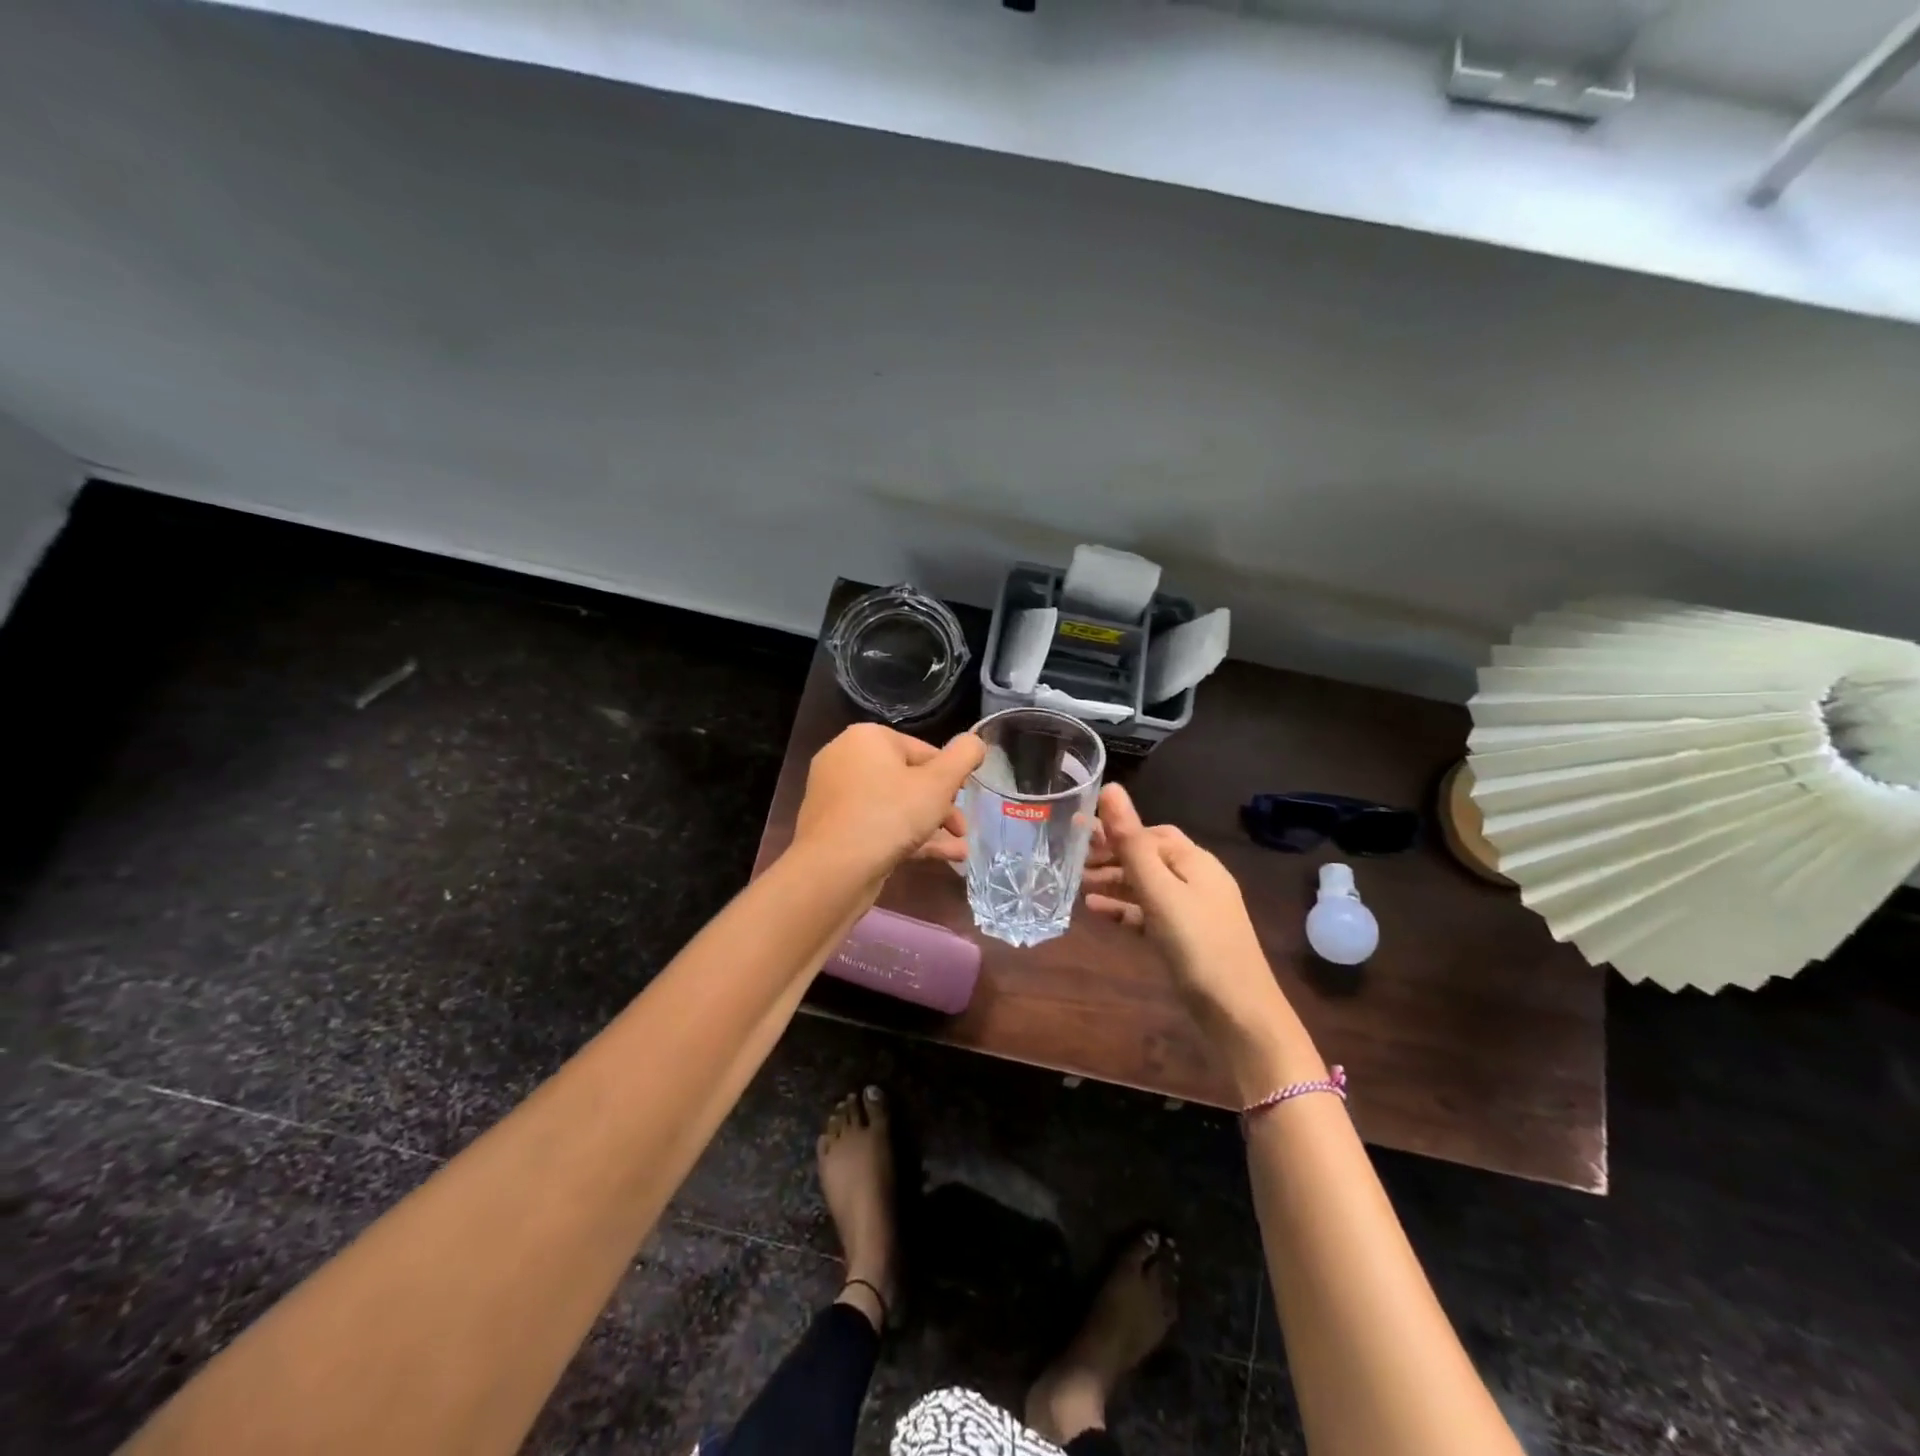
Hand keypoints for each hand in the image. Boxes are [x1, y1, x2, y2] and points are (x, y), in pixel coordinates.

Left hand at [793, 723, 984, 879]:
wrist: (833, 870)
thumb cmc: (889, 815)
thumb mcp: (939, 783)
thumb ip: (963, 757)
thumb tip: (975, 741)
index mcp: (867, 738)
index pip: (922, 750)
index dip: (950, 775)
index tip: (966, 798)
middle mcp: (846, 760)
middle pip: (908, 779)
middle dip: (941, 806)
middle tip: (962, 828)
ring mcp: (836, 797)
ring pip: (895, 806)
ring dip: (931, 826)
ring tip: (960, 850)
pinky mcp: (834, 829)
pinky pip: (878, 826)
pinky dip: (908, 838)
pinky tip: (942, 858)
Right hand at [1083, 784, 1286, 1033]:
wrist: (1239, 1014)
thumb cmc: (1197, 944)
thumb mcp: (1159, 891)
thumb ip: (1131, 842)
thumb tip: (1111, 788)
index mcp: (1195, 861)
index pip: (1150, 833)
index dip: (1114, 831)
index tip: (1075, 834)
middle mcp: (1197, 879)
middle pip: (1148, 857)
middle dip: (1111, 857)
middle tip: (1071, 861)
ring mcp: (1194, 911)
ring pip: (1147, 886)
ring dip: (1114, 883)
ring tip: (1076, 886)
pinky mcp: (1187, 939)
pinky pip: (1150, 913)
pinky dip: (1124, 909)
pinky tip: (1096, 913)